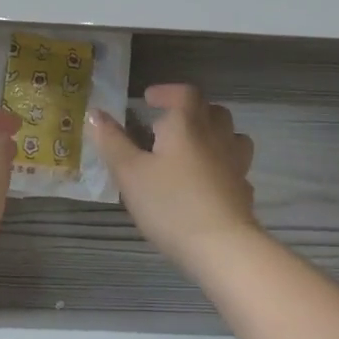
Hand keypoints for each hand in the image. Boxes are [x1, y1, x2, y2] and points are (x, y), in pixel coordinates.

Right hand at [85, 85, 263, 277]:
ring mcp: (235, 164)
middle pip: (212, 111)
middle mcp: (216, 137)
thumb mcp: (129, 173)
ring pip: (231, 136)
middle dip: (191, 111)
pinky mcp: (243, 190)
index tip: (149, 100)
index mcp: (187, 125)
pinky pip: (234, 167)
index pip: (185, 93)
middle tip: (167, 125)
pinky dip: (221, 166)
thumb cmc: (169, 203)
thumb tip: (95, 113)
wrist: (221, 246)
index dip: (167, 92)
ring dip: (212, 135)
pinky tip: (206, 183)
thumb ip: (112, 141)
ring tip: (191, 149)